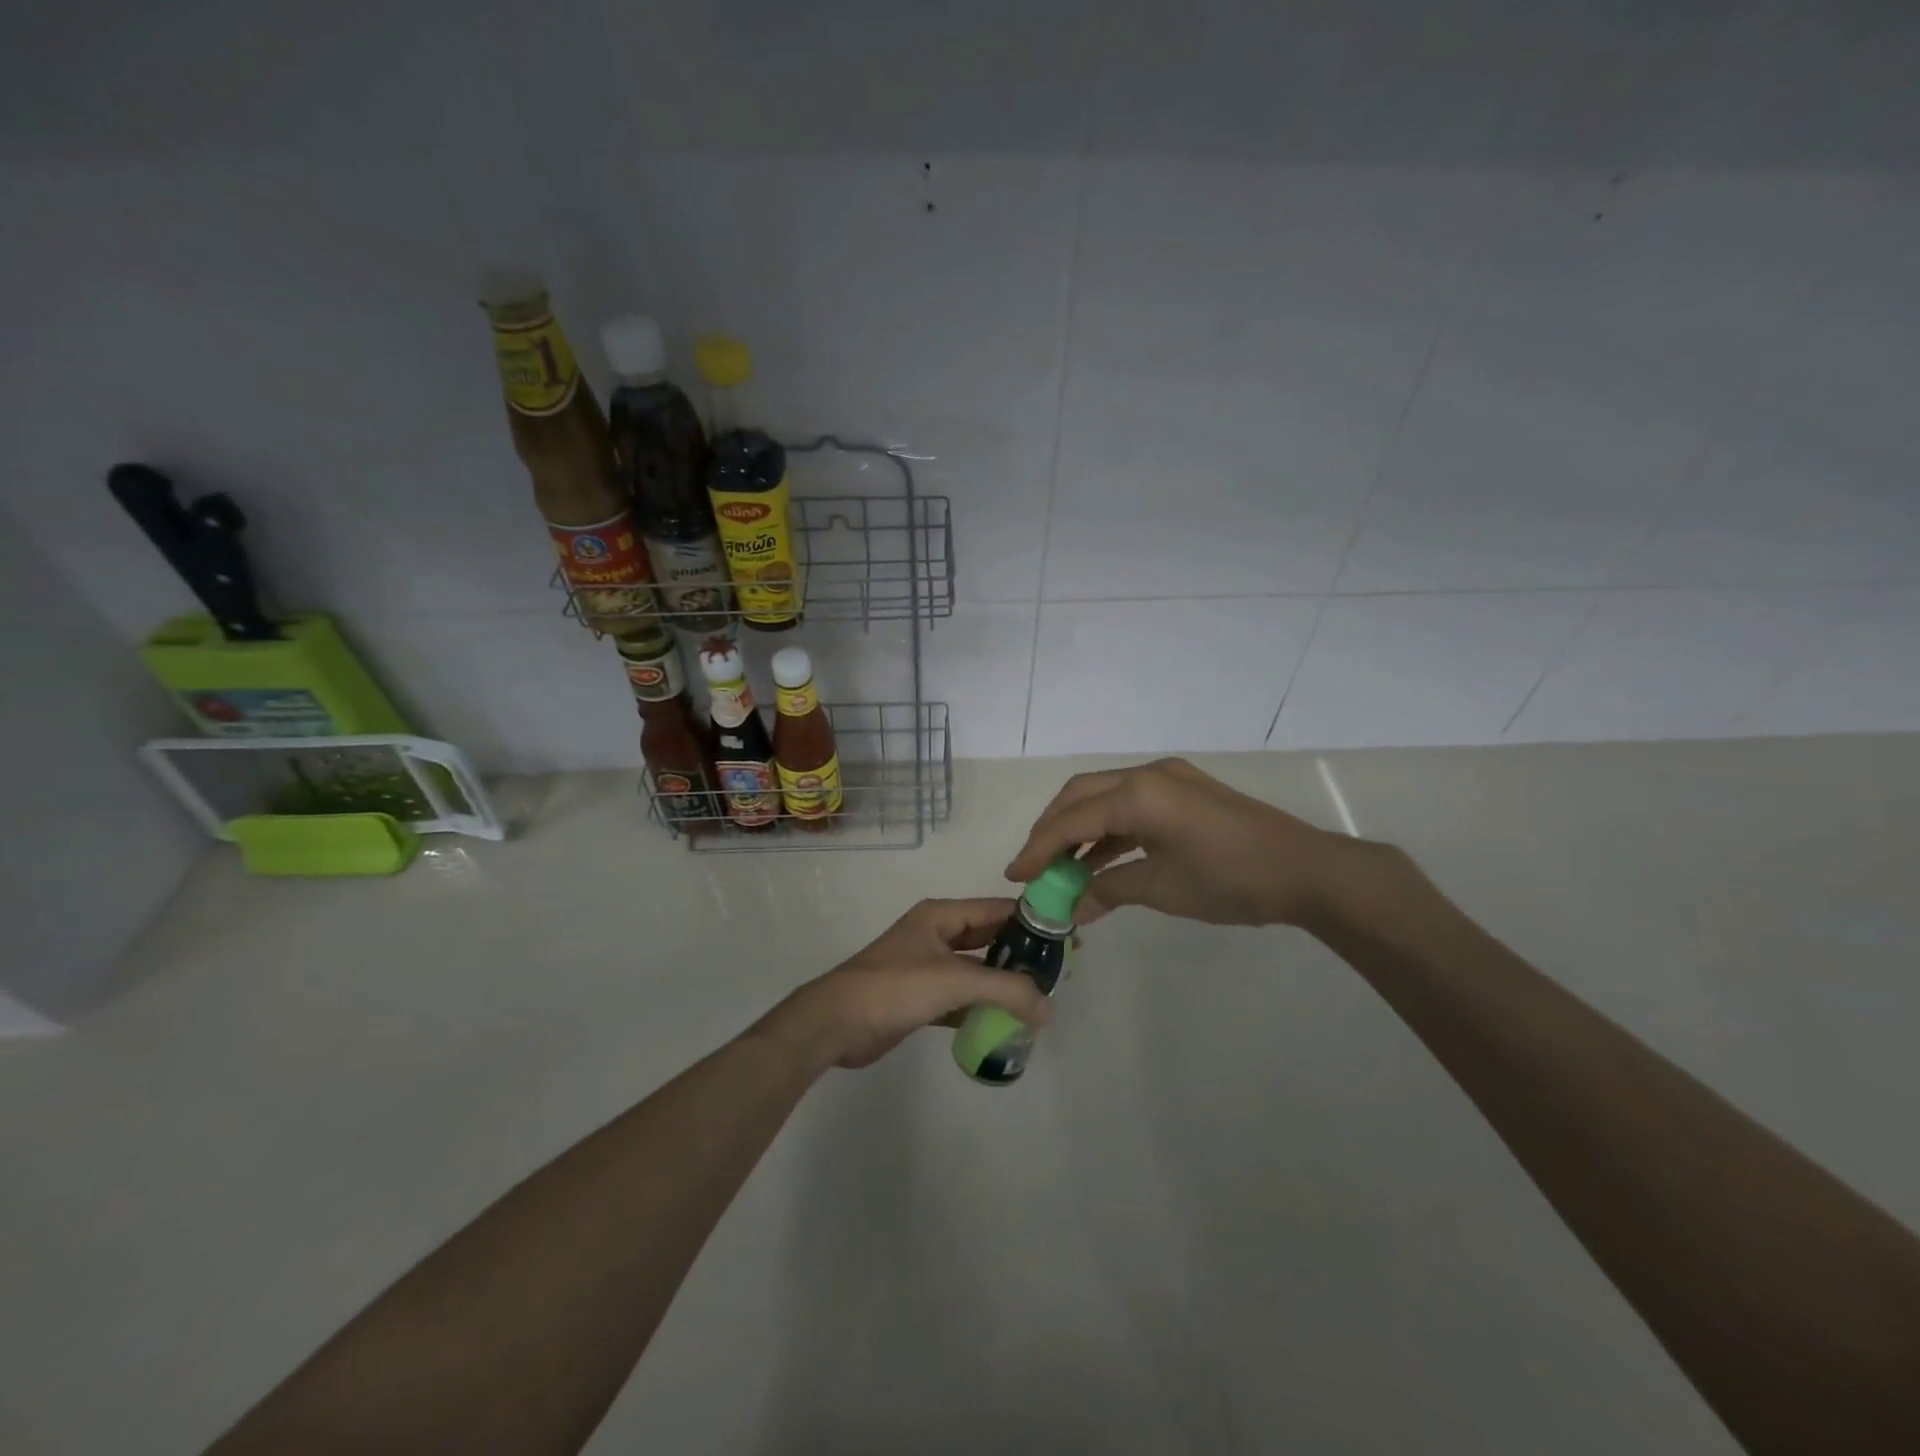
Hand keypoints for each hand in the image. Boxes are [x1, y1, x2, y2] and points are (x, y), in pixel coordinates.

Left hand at [763, 898, 1052, 1070]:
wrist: (837, 1022)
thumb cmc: (896, 987)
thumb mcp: (955, 980)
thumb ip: (1007, 990)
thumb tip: (1051, 1007)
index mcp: (942, 915)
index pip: (998, 909)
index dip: (1033, 921)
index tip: (1067, 937)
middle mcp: (936, 934)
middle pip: (989, 937)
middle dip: (1021, 954)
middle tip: (1058, 973)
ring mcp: (926, 966)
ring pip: (976, 969)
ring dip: (1003, 983)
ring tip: (1039, 1000)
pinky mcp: (919, 997)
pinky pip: (961, 997)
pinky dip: (981, 1007)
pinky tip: (1005, 1024)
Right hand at [1005, 757, 1374, 927]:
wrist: (1307, 870)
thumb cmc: (1231, 879)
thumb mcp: (1163, 888)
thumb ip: (1108, 891)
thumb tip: (1070, 910)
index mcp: (1139, 793)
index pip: (1072, 819)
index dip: (1039, 848)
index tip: (1015, 875)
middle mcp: (1148, 774)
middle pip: (1081, 795)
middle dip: (1052, 829)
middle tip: (1033, 865)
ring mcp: (1169, 779)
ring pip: (1105, 796)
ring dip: (1079, 827)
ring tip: (1060, 865)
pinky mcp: (1184, 791)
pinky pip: (1131, 804)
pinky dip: (1109, 828)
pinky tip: (1099, 859)